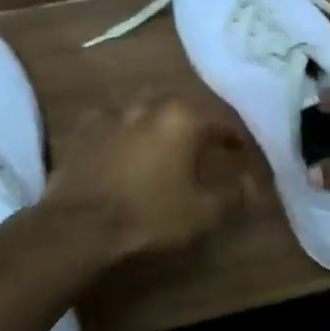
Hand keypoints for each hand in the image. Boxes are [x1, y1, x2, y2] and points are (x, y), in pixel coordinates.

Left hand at [47, 96, 250, 257]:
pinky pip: (114, 122)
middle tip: (206, 145)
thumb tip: (250, 184)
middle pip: (184, 107)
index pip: (223, 119)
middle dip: (199, 124)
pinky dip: (125, 131)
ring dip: (161, 123)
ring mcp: (114, 112)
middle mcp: (151, 104)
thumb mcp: (203, 213)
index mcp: (184, 118)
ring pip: (147, 110)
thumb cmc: (150, 215)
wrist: (79, 225)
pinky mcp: (85, 127)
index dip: (237, 136)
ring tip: (165, 144)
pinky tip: (124, 147)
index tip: (243, 151)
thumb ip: (233, 194)